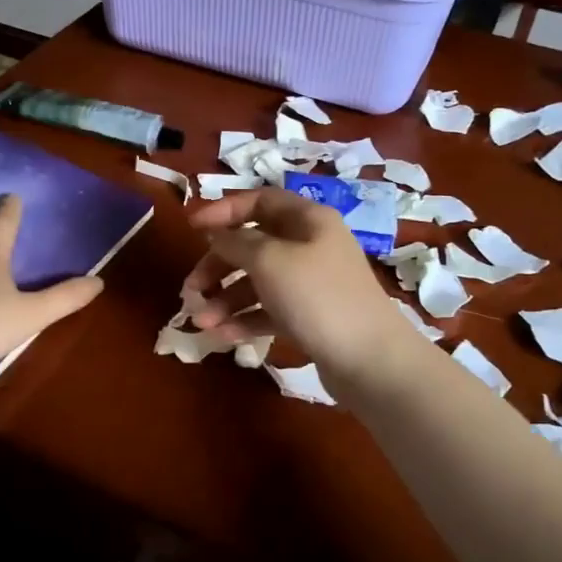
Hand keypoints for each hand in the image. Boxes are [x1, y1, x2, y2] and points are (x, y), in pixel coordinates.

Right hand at [181, 187, 414, 378]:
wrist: (370, 360)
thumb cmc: (317, 297)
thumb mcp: (270, 260)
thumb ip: (237, 242)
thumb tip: (217, 234)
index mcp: (309, 220)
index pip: (260, 201)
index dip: (223, 211)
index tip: (192, 228)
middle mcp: (311, 246)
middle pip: (254, 244)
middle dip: (218, 265)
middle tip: (191, 288)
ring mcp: (311, 283)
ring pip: (258, 282)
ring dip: (226, 299)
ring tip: (201, 322)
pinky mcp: (310, 317)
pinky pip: (269, 310)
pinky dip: (245, 319)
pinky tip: (222, 336)